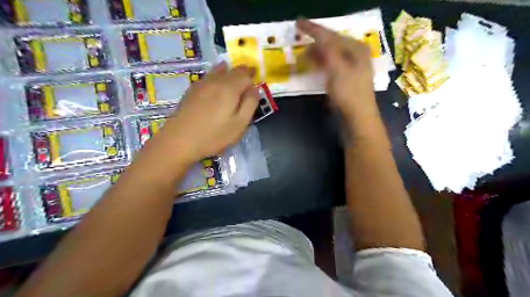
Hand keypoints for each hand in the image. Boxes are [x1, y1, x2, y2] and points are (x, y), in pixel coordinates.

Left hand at [144, 63, 259, 165]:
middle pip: (232, 70)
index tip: (256, 78)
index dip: (253, 74)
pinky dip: (217, 77)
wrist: (180, 140)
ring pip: (218, 71)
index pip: (245, 73)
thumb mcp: (240, 123)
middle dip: (242, 73)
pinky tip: (216, 87)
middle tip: (247, 79)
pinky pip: (209, 77)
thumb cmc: (214, 134)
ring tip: (233, 80)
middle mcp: (216, 80)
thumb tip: (254, 88)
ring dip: (229, 73)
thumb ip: (250, 103)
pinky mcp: (192, 90)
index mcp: (230, 87)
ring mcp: (201, 83)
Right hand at [298, 19, 375, 119]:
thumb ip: (327, 49)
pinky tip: (315, 66)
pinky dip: (322, 64)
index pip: (331, 34)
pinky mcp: (346, 80)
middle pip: (332, 43)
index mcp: (356, 48)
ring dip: (317, 53)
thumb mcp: (337, 68)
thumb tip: (316, 35)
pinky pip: (331, 66)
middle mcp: (355, 55)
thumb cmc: (349, 93)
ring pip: (331, 55)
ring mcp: (352, 68)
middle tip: (299, 40)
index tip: (298, 23)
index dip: (313, 28)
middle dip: (315, 42)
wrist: (358, 118)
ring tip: (304, 55)